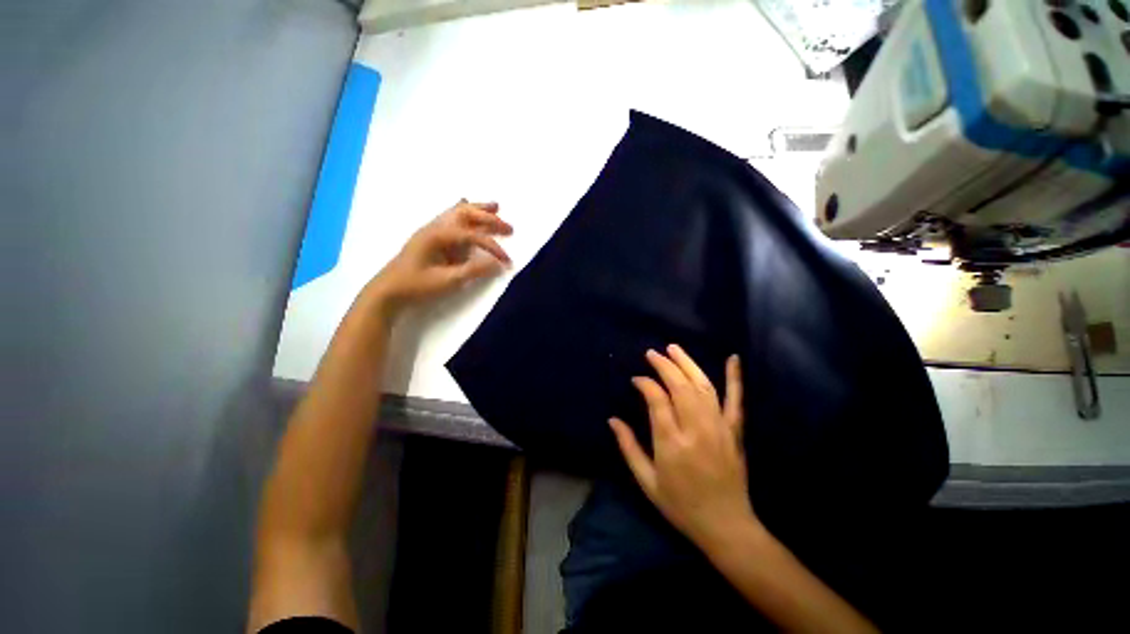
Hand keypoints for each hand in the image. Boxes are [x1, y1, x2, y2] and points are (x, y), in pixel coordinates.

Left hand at [371, 200, 512, 311]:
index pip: (473, 235)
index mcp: (438, 235)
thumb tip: (498, 265)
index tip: (507, 261)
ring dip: (478, 209)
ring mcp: (432, 230)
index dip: (493, 247)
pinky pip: (450, 217)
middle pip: (467, 215)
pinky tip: (467, 207)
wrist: (388, 290)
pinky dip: (464, 212)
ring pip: (458, 212)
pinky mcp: (431, 237)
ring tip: (496, 206)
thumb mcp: (447, 281)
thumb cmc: (417, 286)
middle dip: (490, 219)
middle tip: (509, 228)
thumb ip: (474, 271)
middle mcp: (436, 227)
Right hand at [610, 345, 758, 549]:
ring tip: (674, 349)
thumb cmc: (680, 505)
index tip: (636, 379)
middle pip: (680, 386)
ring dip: (688, 364)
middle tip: (651, 353)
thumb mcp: (647, 482)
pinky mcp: (735, 431)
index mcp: (671, 443)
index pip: (657, 399)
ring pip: (703, 387)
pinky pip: (735, 400)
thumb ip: (629, 447)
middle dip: (664, 366)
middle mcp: (696, 429)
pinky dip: (735, 378)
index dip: (645, 384)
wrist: (726, 526)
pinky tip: (733, 358)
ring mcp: (719, 428)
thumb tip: (612, 419)